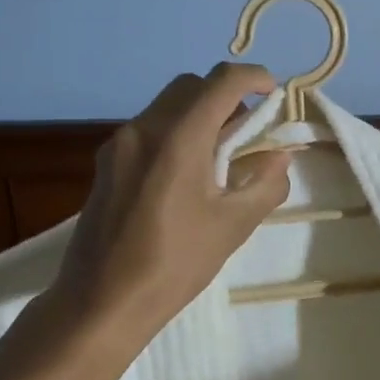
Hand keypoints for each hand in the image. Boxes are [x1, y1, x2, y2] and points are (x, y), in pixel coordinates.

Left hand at [51, 63, 292, 342]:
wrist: (101, 302)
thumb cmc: (175, 264)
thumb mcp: (234, 226)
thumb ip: (265, 183)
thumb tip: (278, 156)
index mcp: (179, 138)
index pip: (222, 81)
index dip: (255, 77)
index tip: (275, 94)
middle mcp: (144, 128)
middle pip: (191, 86)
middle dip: (226, 96)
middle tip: (248, 132)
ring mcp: (119, 144)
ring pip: (167, 107)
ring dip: (199, 116)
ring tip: (219, 158)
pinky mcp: (106, 164)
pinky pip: (149, 130)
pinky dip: (176, 134)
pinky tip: (185, 177)